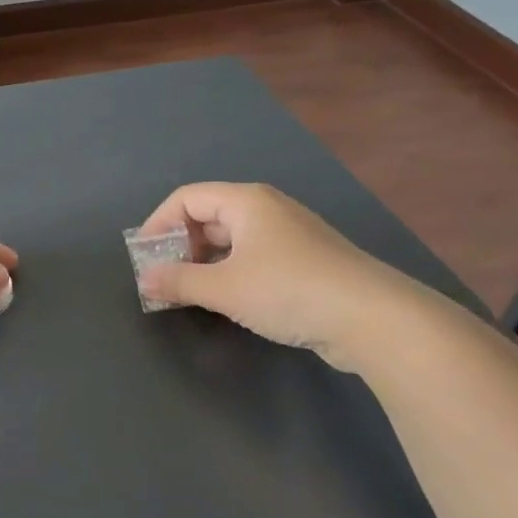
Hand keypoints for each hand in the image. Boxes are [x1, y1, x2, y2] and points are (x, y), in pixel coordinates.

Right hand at [135, 182, 423, 371]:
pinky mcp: (304, 262)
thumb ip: (178, 282)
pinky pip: (252, 257)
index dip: (158, 224)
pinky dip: (229, 272)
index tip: (143, 257)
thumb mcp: (224, 288)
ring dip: (203, 262)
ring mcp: (289, 235)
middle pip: (208, 216)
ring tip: (187, 292)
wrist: (374, 319)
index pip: (186, 198)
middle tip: (163, 278)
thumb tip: (144, 279)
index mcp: (246, 201)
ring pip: (230, 240)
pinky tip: (226, 299)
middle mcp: (267, 209)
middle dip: (179, 245)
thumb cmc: (289, 290)